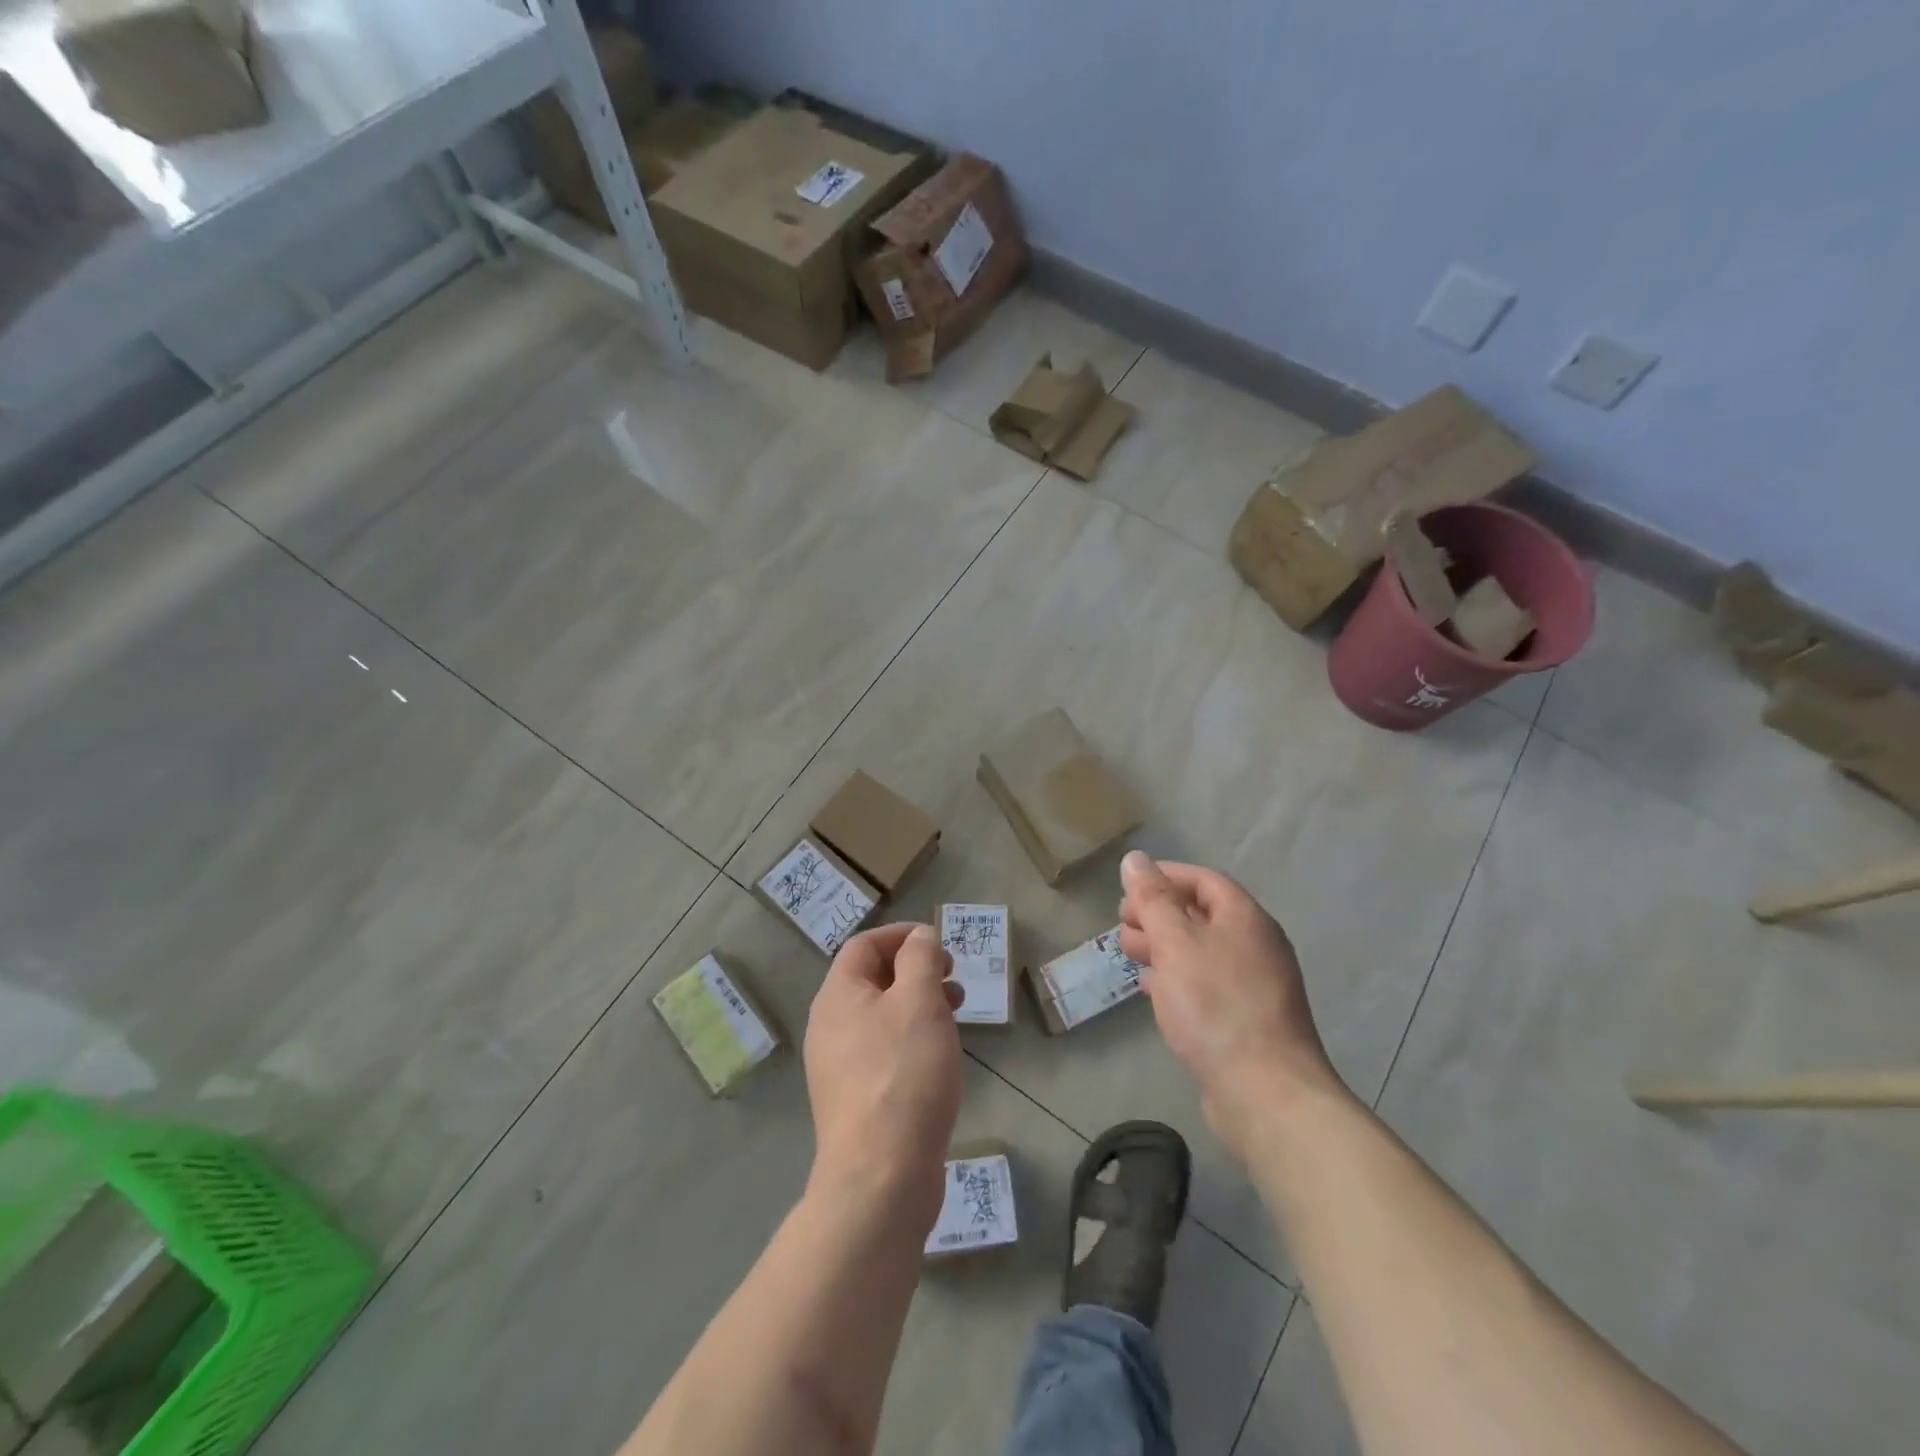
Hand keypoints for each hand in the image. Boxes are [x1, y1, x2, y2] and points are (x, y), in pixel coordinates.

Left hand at [804, 923, 961, 1223]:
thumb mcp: (919, 1000)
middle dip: (915, 970)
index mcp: (837, 996)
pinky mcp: (854, 1100)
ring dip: (917, 1004)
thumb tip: (918, 937)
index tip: (940, 944)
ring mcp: (838, 1067)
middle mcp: (829, 1026)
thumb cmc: (904, 1073)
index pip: (864, 945)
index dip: (902, 936)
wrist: (881, 1175)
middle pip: (871, 980)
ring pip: (880, 1016)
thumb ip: (920, 958)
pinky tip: (938, 1057)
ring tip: (955, 1015)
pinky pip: (883, 1050)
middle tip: (952, 979)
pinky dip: (911, 1038)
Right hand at [1118, 852, 1346, 1161]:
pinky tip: (1150, 989)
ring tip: (1128, 954)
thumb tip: (1135, 858)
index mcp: (1245, 918)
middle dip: (1158, 913)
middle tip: (1122, 925)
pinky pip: (1205, 984)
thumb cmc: (1216, 1006)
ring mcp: (1254, 985)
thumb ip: (1153, 899)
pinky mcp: (1246, 1020)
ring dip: (1162, 946)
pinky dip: (1175, 977)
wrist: (1265, 1093)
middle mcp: (1255, 945)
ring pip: (1200, 951)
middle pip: (1201, 914)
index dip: (1164, 876)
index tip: (1127, 887)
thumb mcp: (1175, 943)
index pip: (1203, 879)